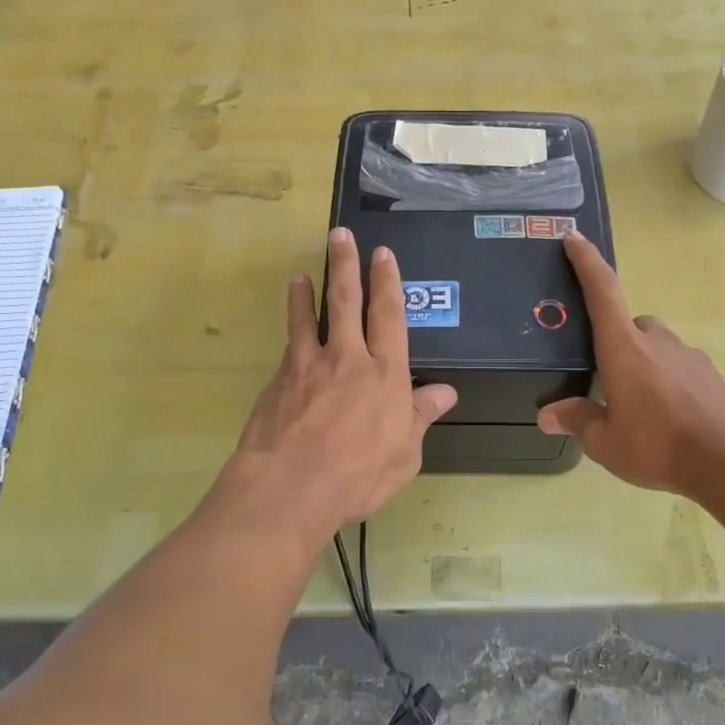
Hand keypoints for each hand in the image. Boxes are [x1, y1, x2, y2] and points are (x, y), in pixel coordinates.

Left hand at [226, 228, 456, 538]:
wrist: (291, 487)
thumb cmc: (358, 475)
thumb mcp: (405, 454)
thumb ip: (420, 417)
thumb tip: (444, 392)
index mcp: (386, 374)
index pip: (390, 317)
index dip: (388, 283)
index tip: (383, 255)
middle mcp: (348, 359)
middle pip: (348, 303)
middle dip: (347, 266)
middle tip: (341, 236)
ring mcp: (309, 366)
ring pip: (309, 318)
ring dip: (308, 292)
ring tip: (303, 274)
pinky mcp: (280, 381)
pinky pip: (289, 346)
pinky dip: (291, 329)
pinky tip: (290, 329)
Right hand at [538, 232, 724, 495]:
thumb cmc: (656, 445)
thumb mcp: (605, 441)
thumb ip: (577, 420)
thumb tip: (547, 415)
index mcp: (623, 347)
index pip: (602, 291)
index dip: (586, 261)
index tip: (574, 238)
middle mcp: (655, 340)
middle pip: (629, 323)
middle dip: (615, 340)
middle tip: (604, 374)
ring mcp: (687, 354)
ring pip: (656, 345)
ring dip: (642, 361)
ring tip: (636, 402)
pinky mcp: (709, 373)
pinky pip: (678, 365)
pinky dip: (666, 378)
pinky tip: (666, 413)